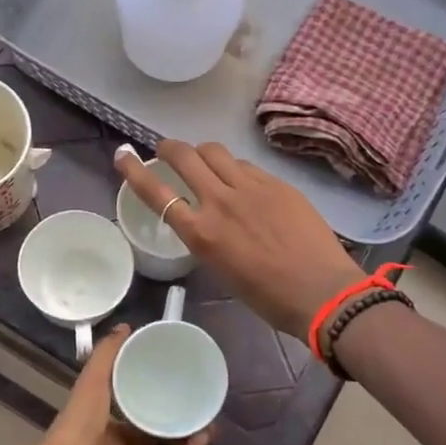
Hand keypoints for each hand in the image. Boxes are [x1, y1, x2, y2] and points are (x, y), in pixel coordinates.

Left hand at [0, 326, 211, 444]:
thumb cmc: (76, 429)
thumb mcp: (91, 384)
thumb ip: (106, 356)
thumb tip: (126, 326)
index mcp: (105, 430)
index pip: (134, 415)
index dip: (153, 400)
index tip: (176, 383)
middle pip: (154, 437)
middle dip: (175, 422)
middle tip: (199, 402)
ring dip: (187, 439)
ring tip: (209, 418)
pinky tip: (204, 437)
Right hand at [115, 140, 367, 339]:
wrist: (322, 291)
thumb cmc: (268, 297)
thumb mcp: (223, 269)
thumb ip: (208, 236)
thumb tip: (207, 218)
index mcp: (201, 233)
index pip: (157, 192)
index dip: (134, 171)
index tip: (123, 155)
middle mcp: (220, 202)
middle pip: (185, 156)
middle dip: (170, 147)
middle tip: (167, 150)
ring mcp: (251, 188)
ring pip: (216, 151)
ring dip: (203, 152)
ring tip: (206, 162)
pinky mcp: (277, 183)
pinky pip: (246, 165)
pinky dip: (235, 168)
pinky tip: (243, 181)